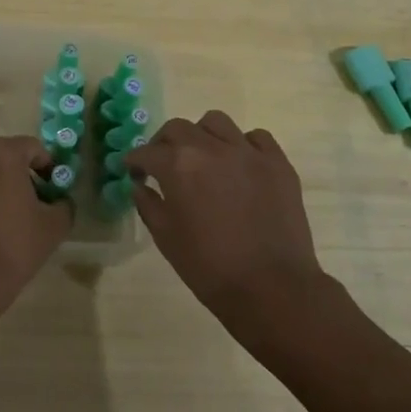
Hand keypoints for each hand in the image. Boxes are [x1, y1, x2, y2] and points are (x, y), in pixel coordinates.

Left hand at [0, 134, 70, 326]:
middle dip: (17, 176)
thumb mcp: (54, 227)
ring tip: (0, 222)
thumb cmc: (13, 247)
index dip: (47, 166)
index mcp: (2, 154)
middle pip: (1, 159)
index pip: (32, 147)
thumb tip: (59, 202)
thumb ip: (63, 205)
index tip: (53, 189)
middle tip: (30, 204)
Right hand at [129, 111, 331, 338]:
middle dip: (164, 143)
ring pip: (216, 123)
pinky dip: (242, 145)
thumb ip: (148, 204)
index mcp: (179, 165)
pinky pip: (256, 138)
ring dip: (202, 135)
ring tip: (203, 157)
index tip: (133, 171)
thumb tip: (140, 185)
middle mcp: (211, 147)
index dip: (135, 161)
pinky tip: (239, 164)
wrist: (271, 288)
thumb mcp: (166, 238)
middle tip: (163, 163)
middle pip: (178, 128)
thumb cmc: (209, 267)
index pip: (147, 152)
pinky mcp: (277, 162)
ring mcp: (248, 152)